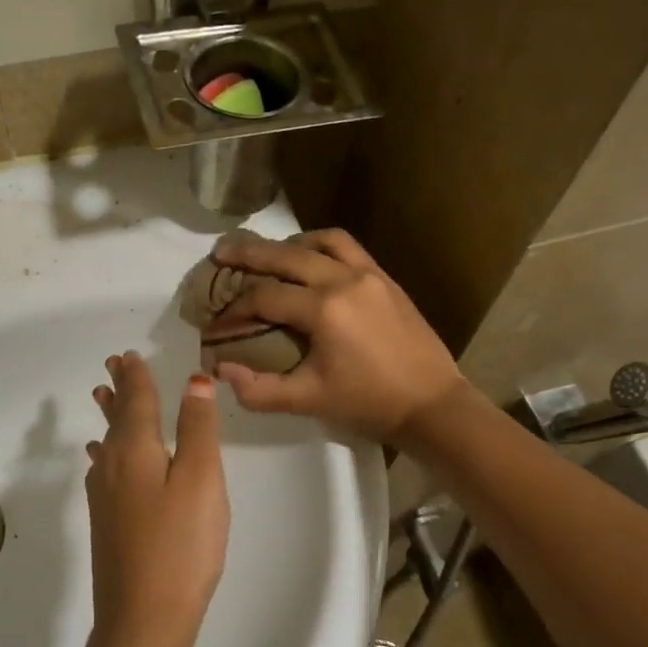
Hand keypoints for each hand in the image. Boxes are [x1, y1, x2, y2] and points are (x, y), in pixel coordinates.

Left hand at [84, 352, 229, 646]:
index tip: (128, 354)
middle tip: (112, 366)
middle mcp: (112, 467)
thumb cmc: (181, 545)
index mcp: (135, 450)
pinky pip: (104, 469)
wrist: (144, 619)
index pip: (136, 400)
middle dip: (118, 390)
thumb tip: (194, 380)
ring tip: (103, 398)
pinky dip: (106, 452)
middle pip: (116, 418)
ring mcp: (105, 498)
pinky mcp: (107, 524)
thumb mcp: (201, 479)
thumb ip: (197, 428)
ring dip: (110, 417)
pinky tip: (102, 460)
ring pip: (107, 444)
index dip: (136, 376)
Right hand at [203, 228, 464, 442]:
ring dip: (287, 245)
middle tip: (220, 253)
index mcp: (323, 310)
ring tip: (267, 254)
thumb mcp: (309, 400)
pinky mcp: (385, 278)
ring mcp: (368, 274)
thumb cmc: (369, 404)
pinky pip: (347, 247)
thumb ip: (259, 389)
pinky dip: (321, 246)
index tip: (215, 324)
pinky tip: (310, 258)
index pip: (264, 297)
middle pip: (285, 256)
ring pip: (318, 242)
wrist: (432, 405)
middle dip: (247, 255)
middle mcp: (343, 280)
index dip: (233, 310)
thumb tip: (219, 370)